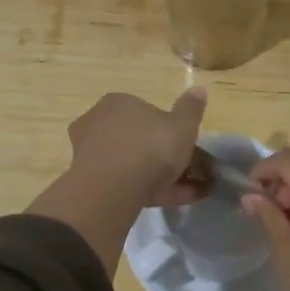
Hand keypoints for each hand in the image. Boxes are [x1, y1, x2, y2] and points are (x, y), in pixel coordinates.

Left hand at [65, 88, 208, 208]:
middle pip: (137, 140)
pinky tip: (176, 201)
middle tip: (189, 172)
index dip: (168, 130)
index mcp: (119, 103)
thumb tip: (199, 89)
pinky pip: (126, 184)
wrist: (112, 188)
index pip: (146, 113)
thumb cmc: (149, 147)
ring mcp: (91, 154)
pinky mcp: (90, 183)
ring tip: (191, 193)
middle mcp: (99, 123)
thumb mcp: (181, 126)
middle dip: (163, 156)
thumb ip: (190, 109)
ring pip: (132, 164)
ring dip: (160, 177)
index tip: (185, 147)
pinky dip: (151, 192)